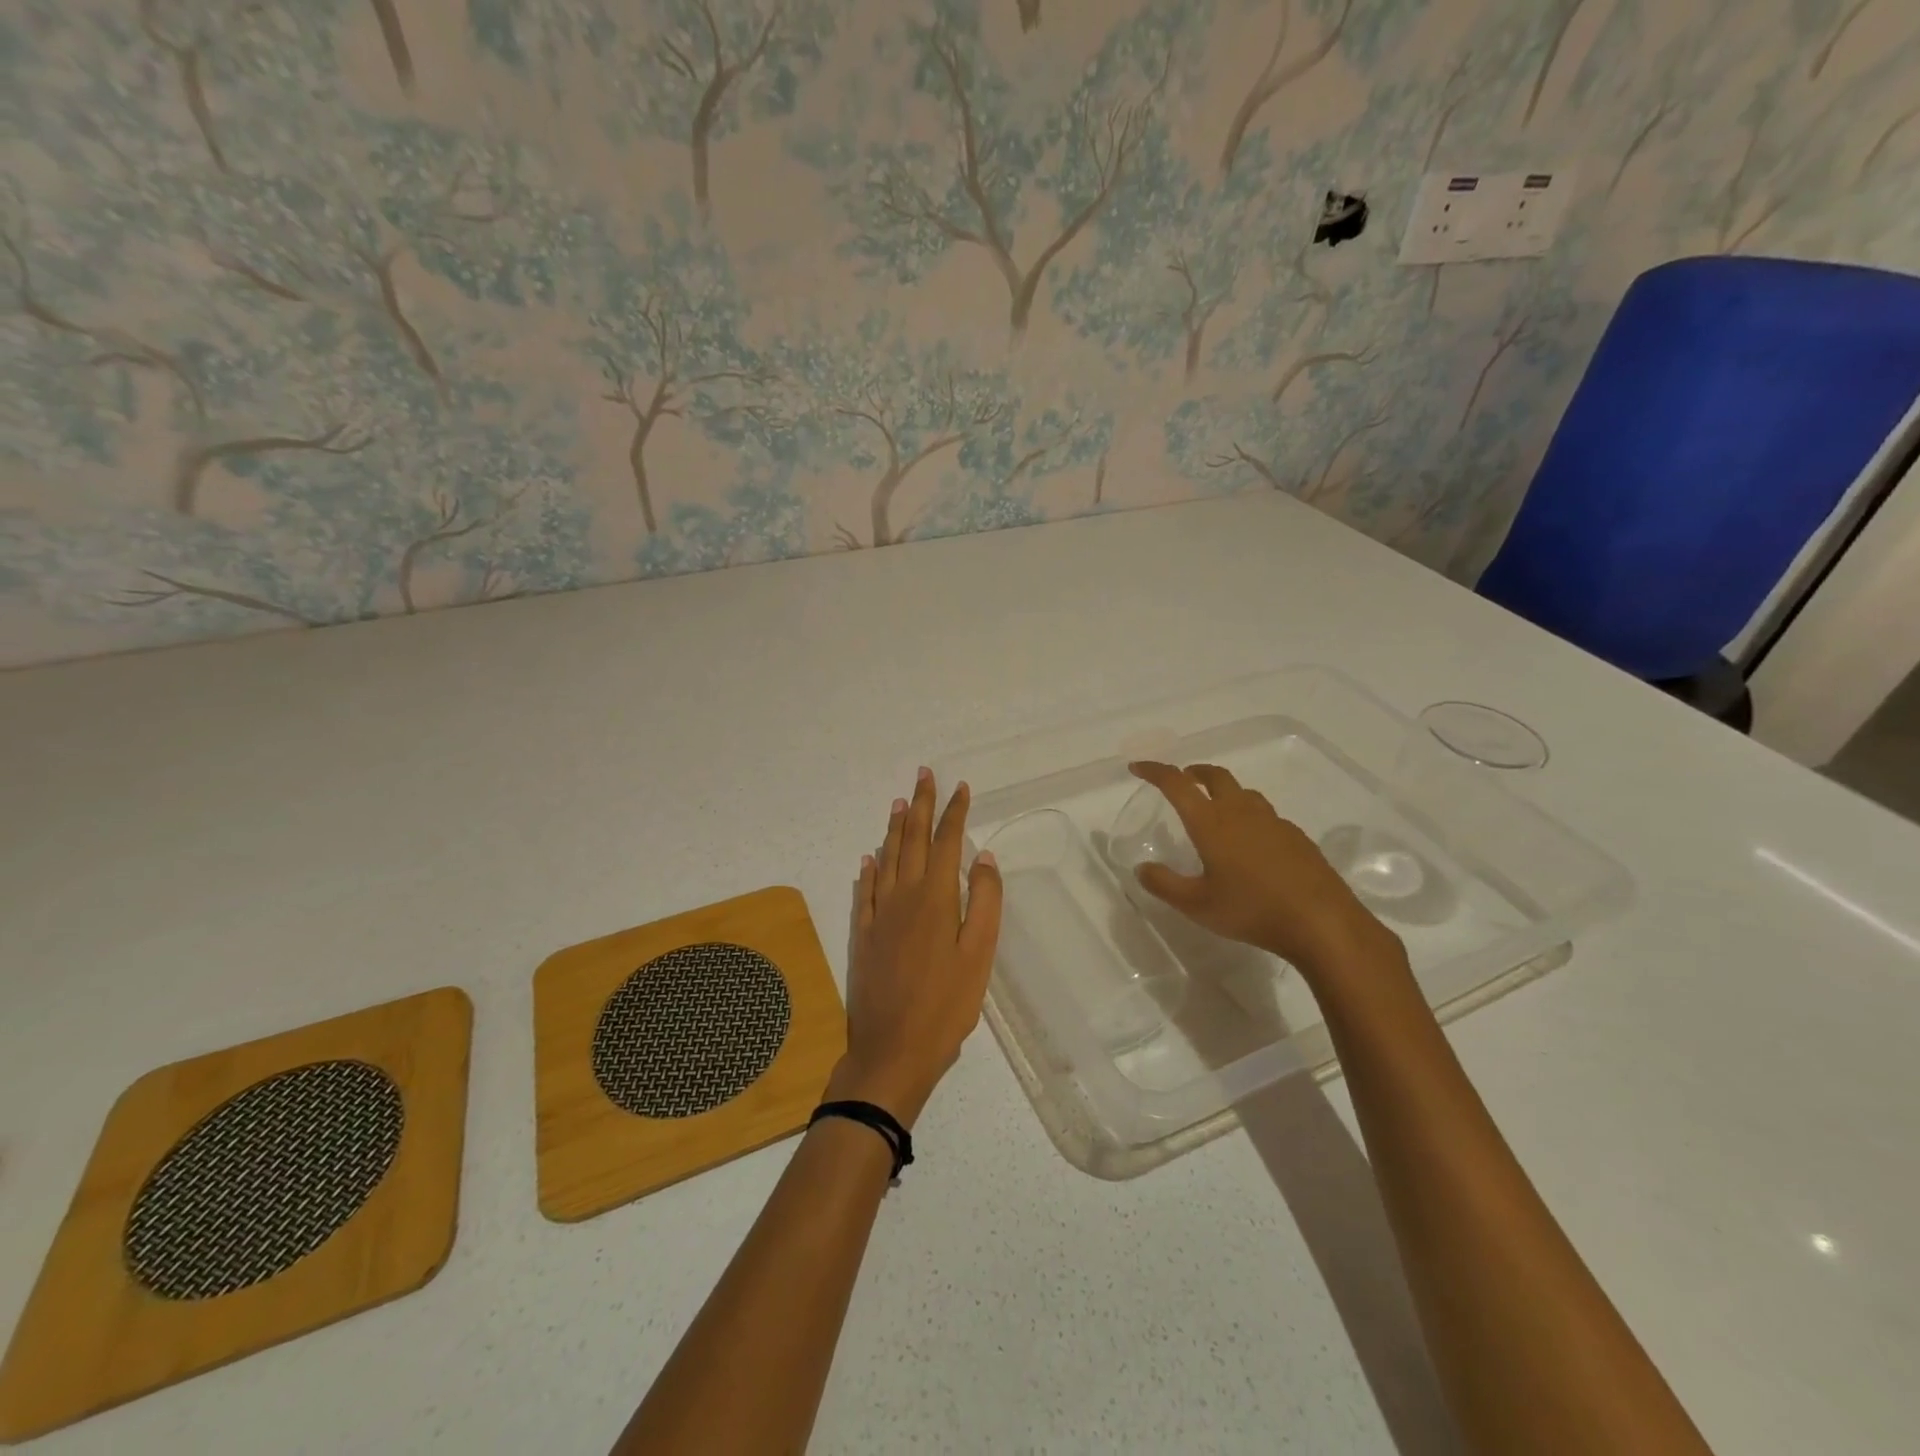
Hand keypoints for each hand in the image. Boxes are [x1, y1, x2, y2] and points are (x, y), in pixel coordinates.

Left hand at [829, 768, 1003, 1128]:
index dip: (953, 812)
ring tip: (899, 803)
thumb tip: (983, 857)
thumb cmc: (947, 1005)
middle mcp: (903, 896)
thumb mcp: (979, 955)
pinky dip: (868, 869)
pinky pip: (864, 891)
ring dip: (894, 828)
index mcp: (936, 898)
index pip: (945, 843)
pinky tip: (869, 858)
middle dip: (920, 805)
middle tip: (924, 774)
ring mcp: (878, 915)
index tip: (960, 786)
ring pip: (887, 859)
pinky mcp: (862, 935)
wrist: (892, 1049)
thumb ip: (984, 902)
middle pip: (912, 840)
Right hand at [1126, 761, 1394, 976]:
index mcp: (1211, 822)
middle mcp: (1241, 812)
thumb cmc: (1252, 910)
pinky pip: (1265, 814)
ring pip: (1243, 792)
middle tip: (1182, 780)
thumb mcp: (1197, 905)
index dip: (1154, 771)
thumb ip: (1164, 884)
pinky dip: (1248, 815)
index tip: (1138, 767)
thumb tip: (1142, 868)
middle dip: (1194, 772)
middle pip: (1215, 776)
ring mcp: (1273, 822)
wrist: (1322, 922)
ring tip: (1214, 809)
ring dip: (1223, 791)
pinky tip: (1250, 843)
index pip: (1176, 784)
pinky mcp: (1295, 837)